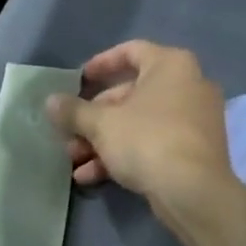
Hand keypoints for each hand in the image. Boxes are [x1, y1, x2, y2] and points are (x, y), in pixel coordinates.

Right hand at [45, 41, 231, 201]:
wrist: (194, 193)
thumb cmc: (146, 140)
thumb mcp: (100, 124)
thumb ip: (73, 110)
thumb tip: (50, 102)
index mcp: (170, 66)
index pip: (130, 51)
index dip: (100, 64)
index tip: (78, 81)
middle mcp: (188, 86)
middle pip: (129, 94)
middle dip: (93, 117)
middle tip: (70, 133)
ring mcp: (194, 120)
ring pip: (138, 123)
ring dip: (102, 140)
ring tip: (75, 159)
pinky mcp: (194, 151)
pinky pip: (153, 143)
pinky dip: (124, 154)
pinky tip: (92, 176)